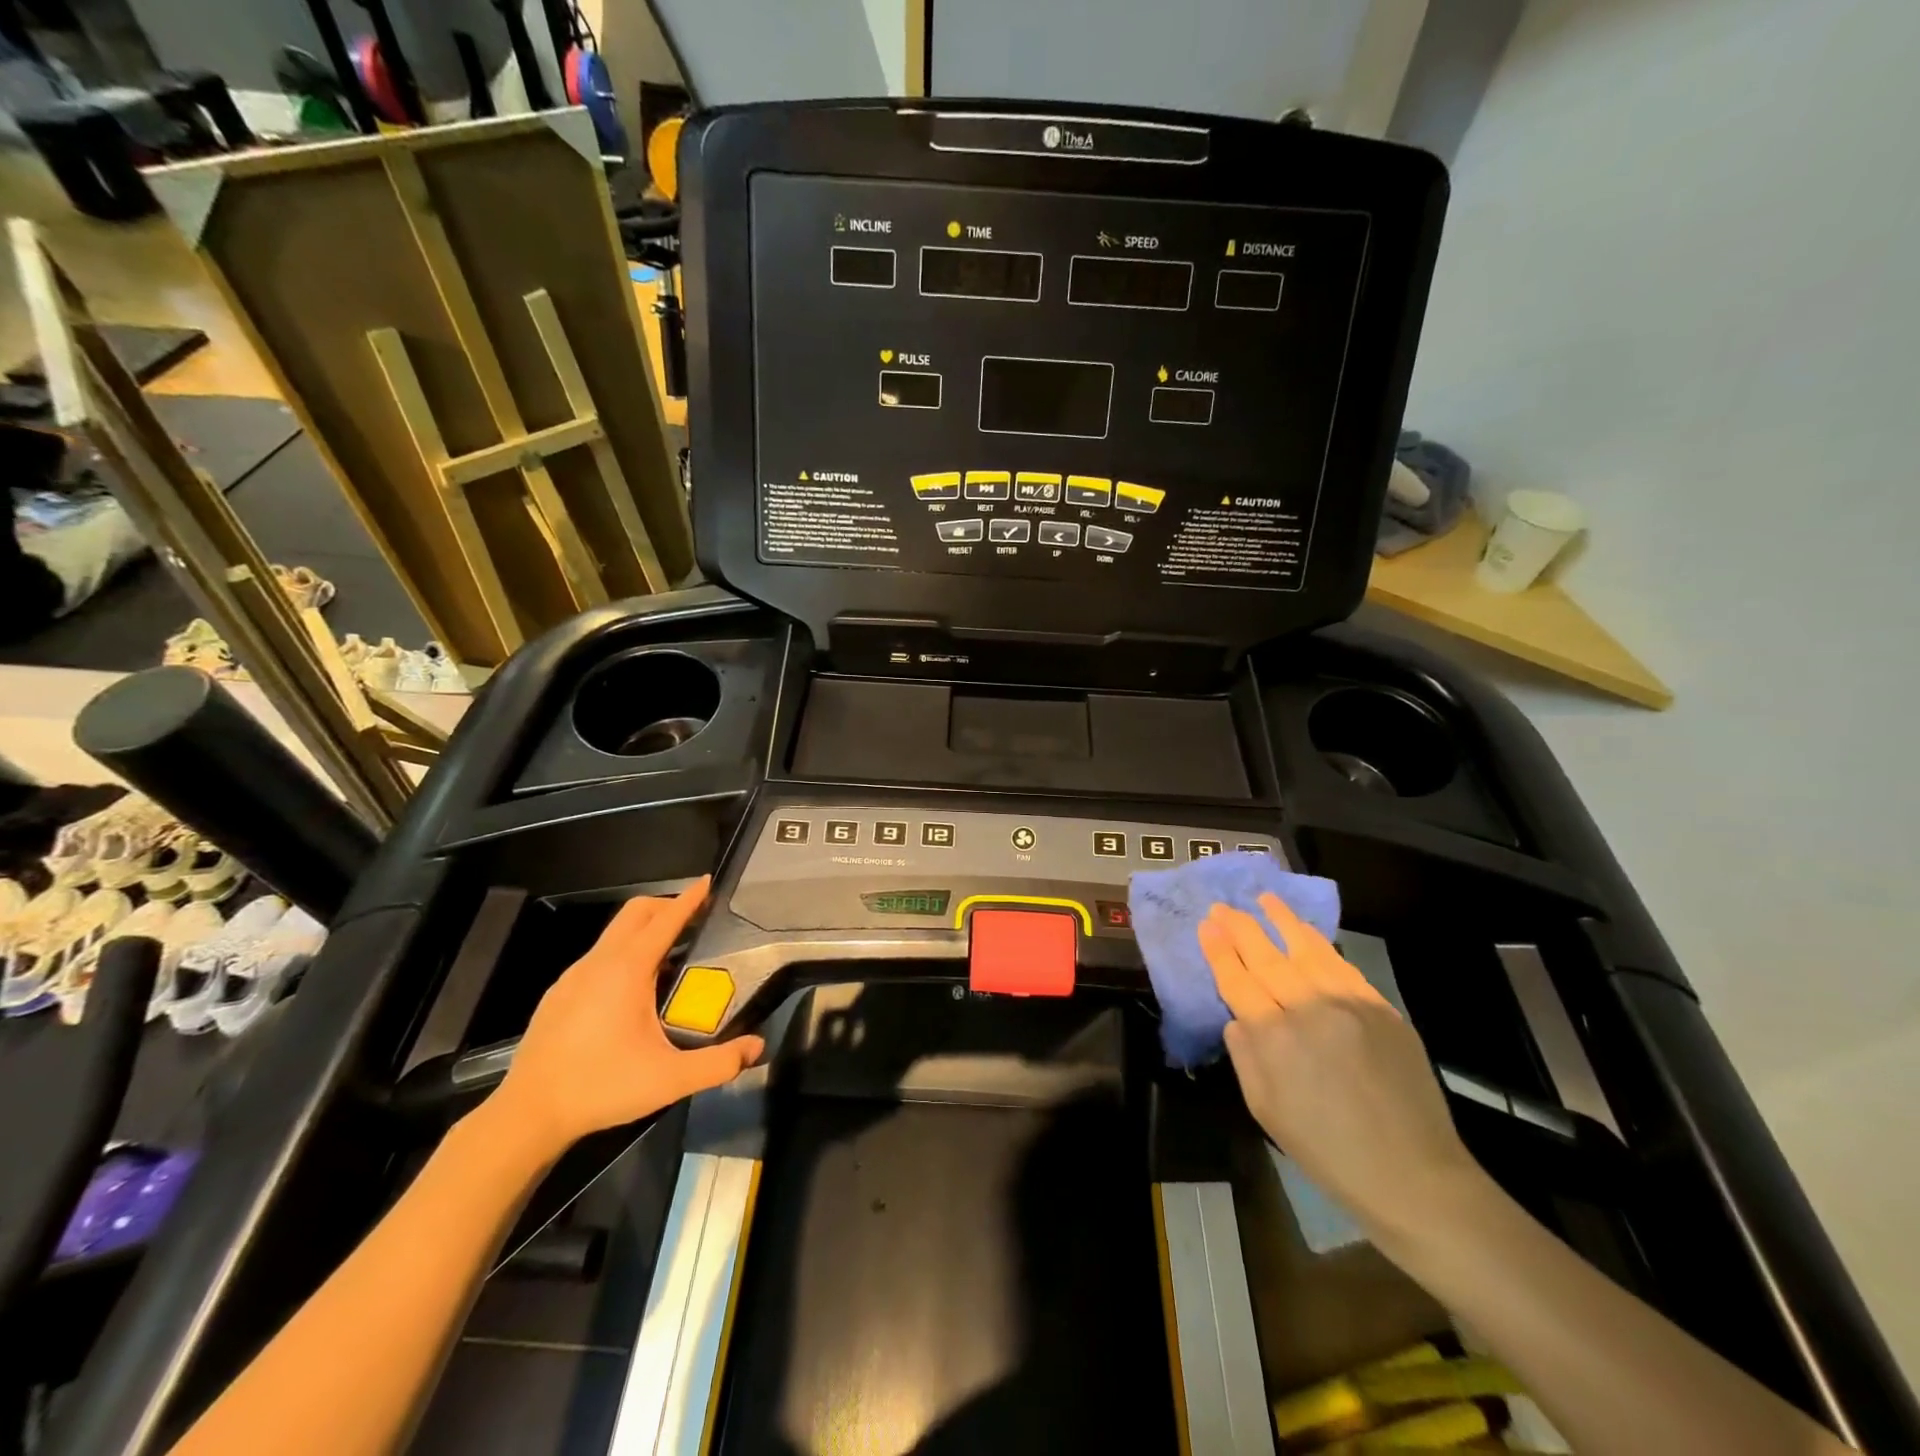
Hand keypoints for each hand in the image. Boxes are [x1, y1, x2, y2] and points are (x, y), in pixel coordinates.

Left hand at [489, 880, 764, 1158]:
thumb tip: (757, 1048)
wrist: (527, 1115)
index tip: (708, 882)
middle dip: (667, 906)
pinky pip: (598, 957)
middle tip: (694, 920)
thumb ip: (718, 1063)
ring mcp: (573, 976)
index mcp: (627, 970)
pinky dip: (623, 954)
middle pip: (636, 912)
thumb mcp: (669, 1079)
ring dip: (644, 932)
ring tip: (670, 959)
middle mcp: (599, 962)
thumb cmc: (601, 1087)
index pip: (666, 920)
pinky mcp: (559, 994)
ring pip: (614, 934)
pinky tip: (631, 993)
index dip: (690, 899)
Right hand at [1199, 895, 1483, 1236]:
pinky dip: (1320, 945)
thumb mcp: (1265, 1110)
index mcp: (1275, 1038)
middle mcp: (1309, 1009)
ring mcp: (1350, 1004)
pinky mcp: (1382, 1008)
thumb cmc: (1327, 1151)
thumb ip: (1245, 1055)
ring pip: (1307, 950)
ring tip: (1264, 899)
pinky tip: (1307, 933)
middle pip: (1267, 957)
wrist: (1413, 1175)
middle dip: (1240, 928)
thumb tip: (1238, 1017)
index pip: (1238, 980)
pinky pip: (1343, 966)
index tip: (1206, 925)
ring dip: (1282, 921)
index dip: (1219, 951)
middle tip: (1222, 906)